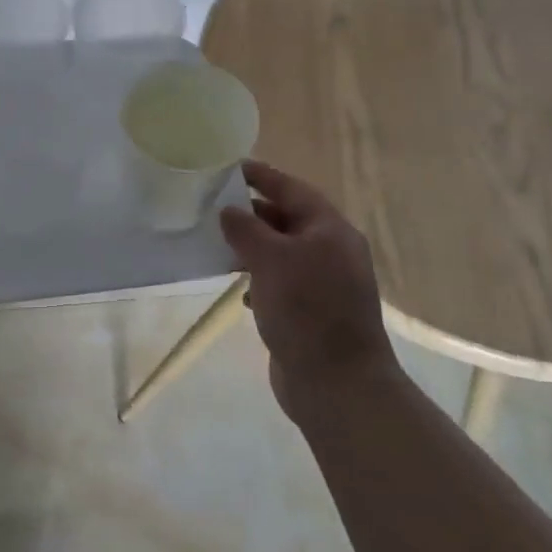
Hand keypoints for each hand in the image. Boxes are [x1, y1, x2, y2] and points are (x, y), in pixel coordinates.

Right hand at [220, 159, 397, 422]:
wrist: (337, 384)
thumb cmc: (306, 310)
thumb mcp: (271, 260)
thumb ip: (246, 229)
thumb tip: (229, 211)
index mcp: (330, 230)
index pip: (292, 189)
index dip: (261, 176)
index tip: (230, 167)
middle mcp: (331, 251)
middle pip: (287, 220)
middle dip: (252, 214)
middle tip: (213, 209)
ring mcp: (324, 284)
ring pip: (282, 253)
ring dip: (253, 249)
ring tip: (219, 248)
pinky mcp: (313, 313)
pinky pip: (282, 284)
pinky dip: (261, 281)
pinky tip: (242, 294)